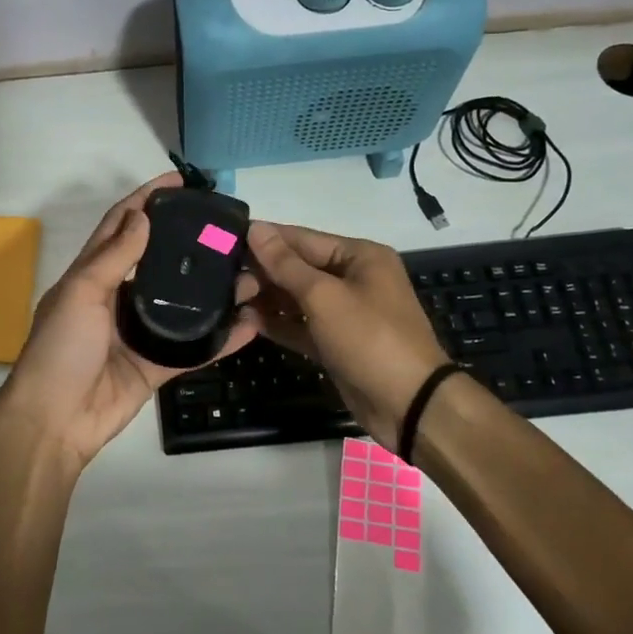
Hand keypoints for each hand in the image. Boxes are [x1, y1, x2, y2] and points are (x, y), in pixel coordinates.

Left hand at [0, 173, 262, 469]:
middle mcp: (117, 297)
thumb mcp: (81, 293)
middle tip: (227, 229)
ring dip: (213, 289)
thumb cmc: (60, 348)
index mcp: (92, 274)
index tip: (180, 181)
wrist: (54, 422)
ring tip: (249, 273)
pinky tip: (250, 324)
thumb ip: (114, 256)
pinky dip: (221, 339)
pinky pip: (194, 348)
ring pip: (182, 304)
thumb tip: (142, 214)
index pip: (122, 225)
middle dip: (189, 243)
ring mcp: (139, 332)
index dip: (147, 199)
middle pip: (159, 261)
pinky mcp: (155, 365)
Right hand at [246, 221, 485, 450]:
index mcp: (359, 257)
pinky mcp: (336, 343)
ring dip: (265, 298)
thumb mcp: (324, 296)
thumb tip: (255, 228)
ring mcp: (345, 313)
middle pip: (298, 267)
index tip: (224, 240)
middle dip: (262, 272)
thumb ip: (285, 264)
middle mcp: (353, 279)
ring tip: (228, 299)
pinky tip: (245, 322)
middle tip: (222, 279)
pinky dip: (277, 324)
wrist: (410, 405)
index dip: (265, 240)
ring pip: (296, 298)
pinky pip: (301, 326)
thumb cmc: (370, 338)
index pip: (302, 239)